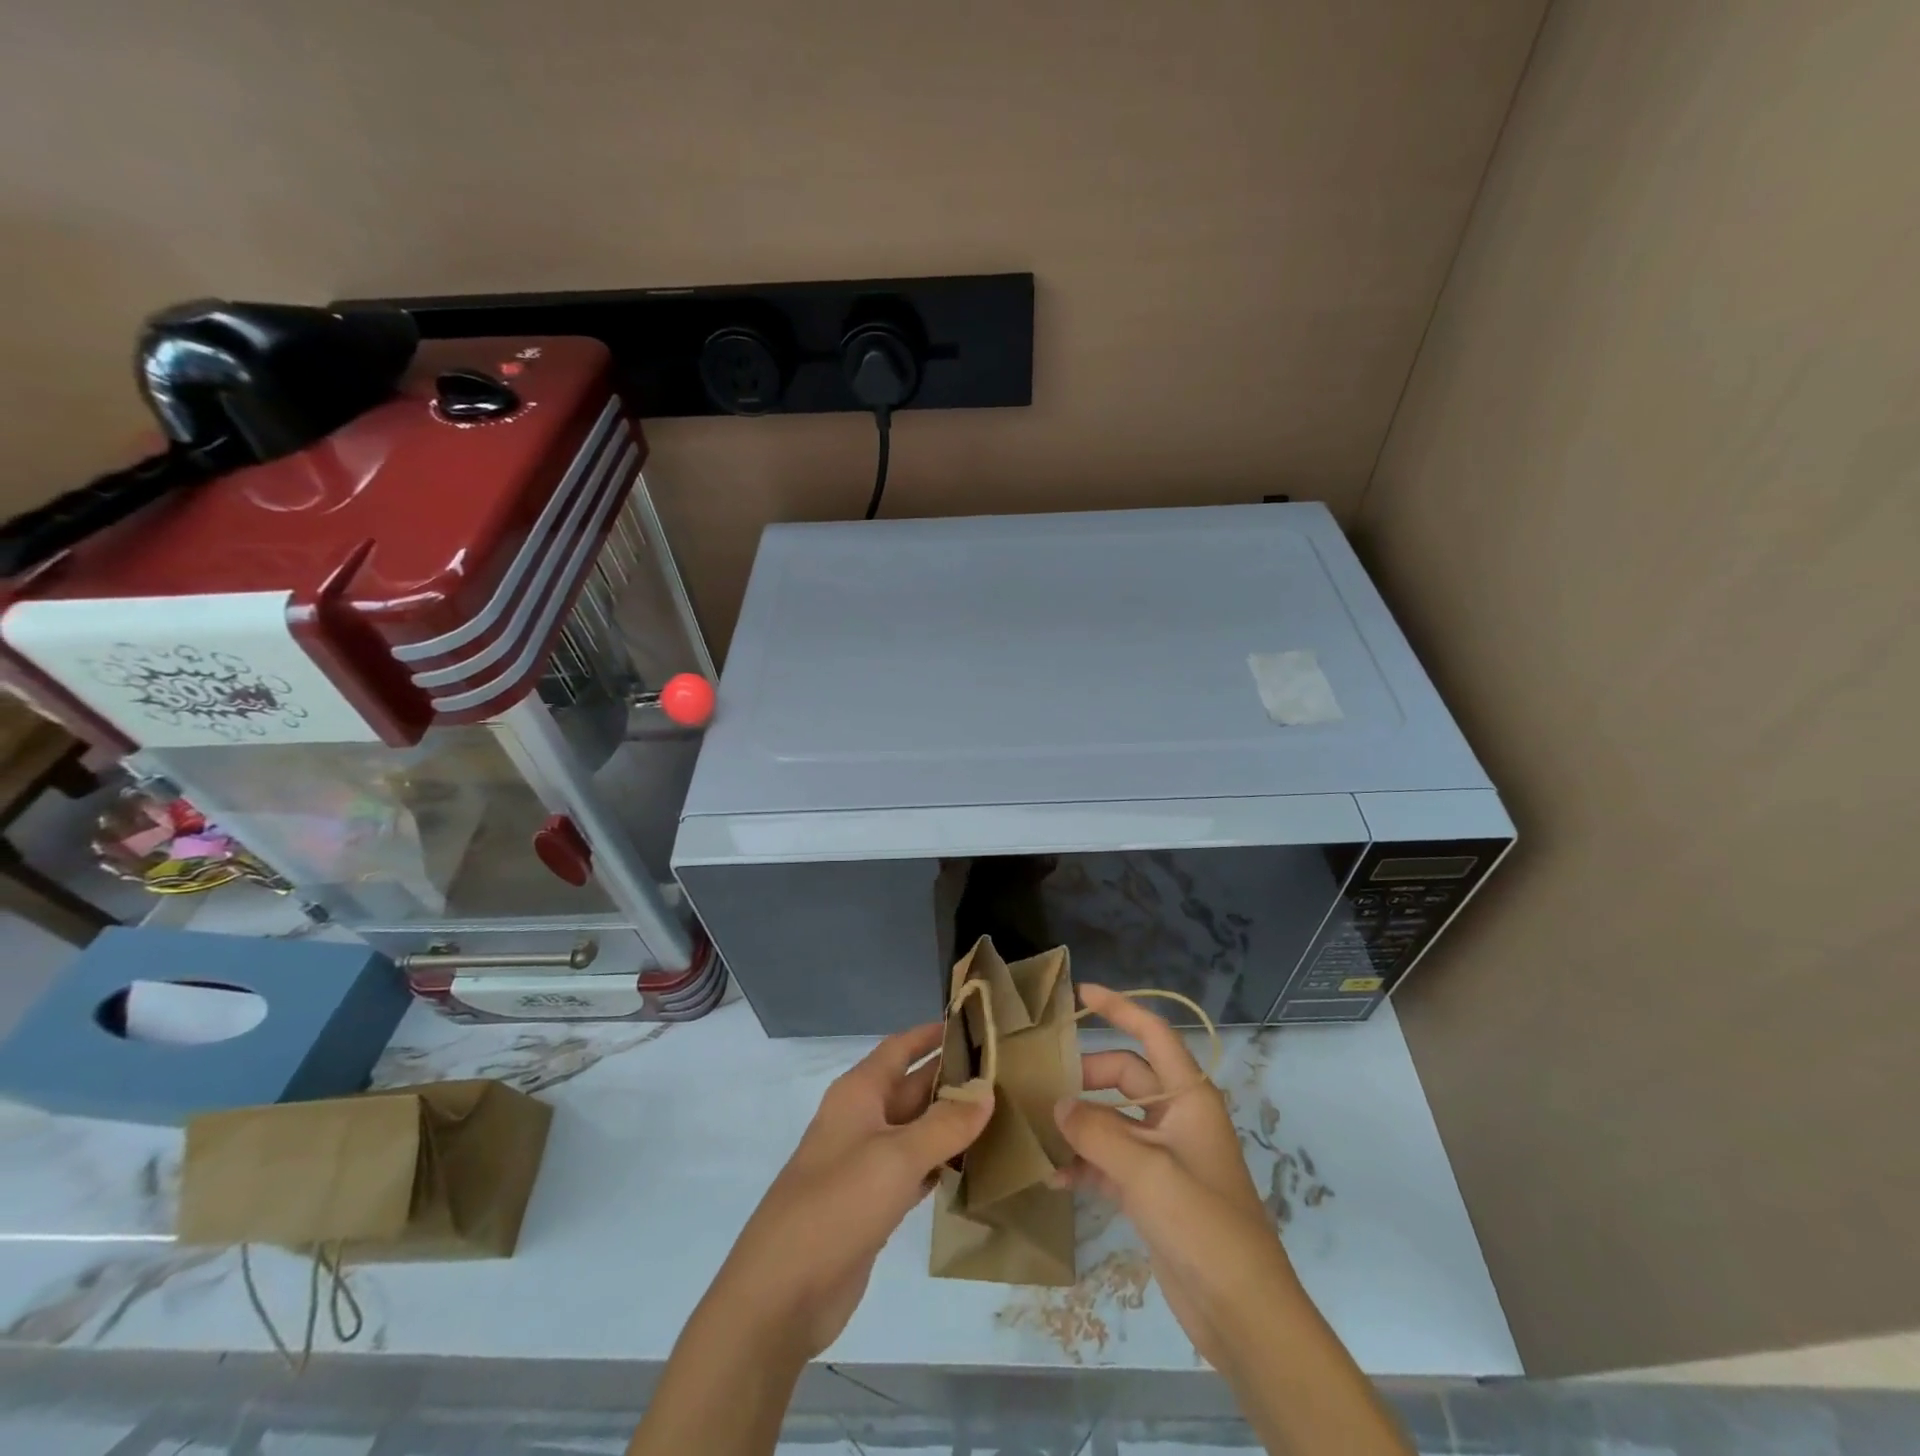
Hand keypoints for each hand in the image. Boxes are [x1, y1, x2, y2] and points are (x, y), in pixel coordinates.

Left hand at [707, 1022, 993, 1358]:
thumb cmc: (838, 1203)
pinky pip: (915, 1169)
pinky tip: (976, 1165)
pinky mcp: (873, 1203)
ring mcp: (866, 1163)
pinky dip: (942, 1164)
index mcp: (858, 1093)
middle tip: (1005, 1073)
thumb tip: (987, 1092)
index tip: (974, 1022)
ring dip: (952, 1123)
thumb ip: (946, 1124)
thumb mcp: (897, 1156)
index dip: (932, 1034)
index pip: (900, 1048)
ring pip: (917, 1130)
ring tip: (1003, 1113)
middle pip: (913, 1087)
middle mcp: (862, 1120)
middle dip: (953, 1079)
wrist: (783, 1292)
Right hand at [1055, 983, 1301, 1373]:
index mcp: (1188, 1097)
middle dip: (1085, 1076)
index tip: (1081, 993)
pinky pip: (1109, 1161)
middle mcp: (1176, 1117)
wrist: (1242, 1313)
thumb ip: (1097, 1132)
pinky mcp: (1151, 1192)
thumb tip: (1057, 1103)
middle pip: (1124, 1076)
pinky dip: (1084, 1164)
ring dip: (1079, 1123)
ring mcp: (1163, 1156)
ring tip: (1036, 1126)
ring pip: (1112, 1120)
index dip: (1120, 1008)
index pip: (1153, 1034)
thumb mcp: (1147, 1172)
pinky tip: (1052, 1176)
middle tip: (1041, 1082)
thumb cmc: (1203, 1225)